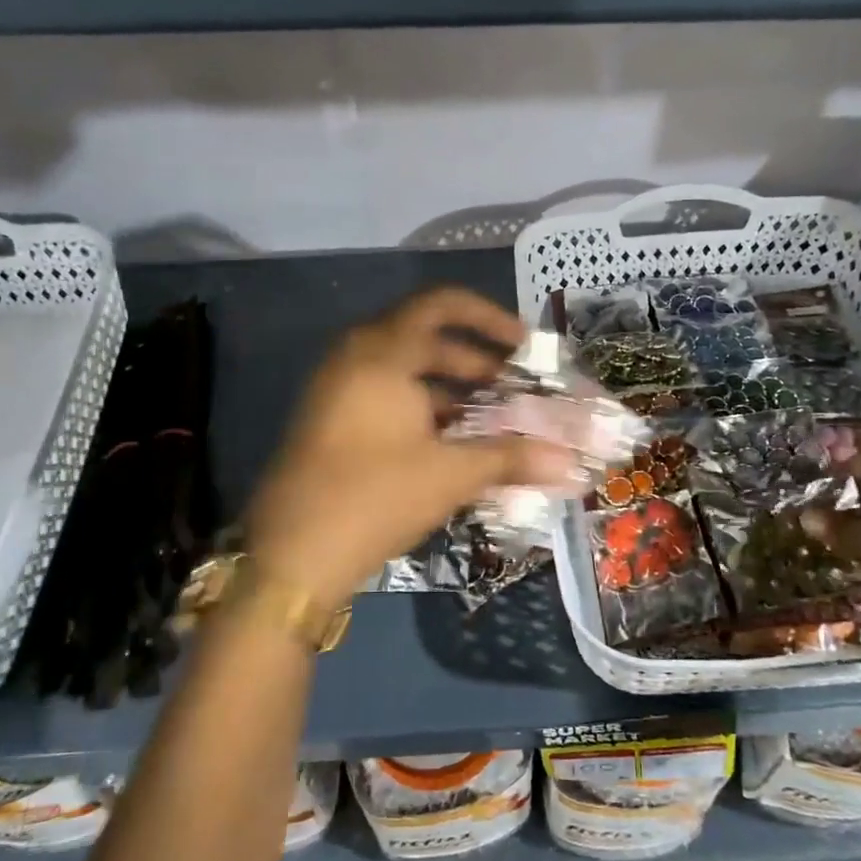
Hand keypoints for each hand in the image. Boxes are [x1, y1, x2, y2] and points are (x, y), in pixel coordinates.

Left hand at [246, 288, 574, 606]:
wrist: (290, 555)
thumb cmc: (374, 496)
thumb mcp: (450, 473)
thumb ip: (511, 458)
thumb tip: (571, 464)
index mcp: (381, 352)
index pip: (442, 305)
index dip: (489, 318)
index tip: (524, 345)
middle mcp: (355, 358)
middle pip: (425, 338)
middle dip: (476, 361)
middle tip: (516, 390)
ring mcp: (337, 390)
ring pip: (405, 372)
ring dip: (451, 389)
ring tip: (493, 420)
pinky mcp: (330, 421)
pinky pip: (386, 397)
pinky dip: (423, 409)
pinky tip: (453, 444)